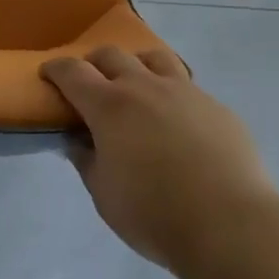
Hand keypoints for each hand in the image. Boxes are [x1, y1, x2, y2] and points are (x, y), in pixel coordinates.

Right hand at [41, 46, 276, 270]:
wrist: (229, 223)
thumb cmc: (154, 214)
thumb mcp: (104, 196)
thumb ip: (87, 161)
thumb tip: (78, 141)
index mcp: (110, 106)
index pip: (73, 72)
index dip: (57, 69)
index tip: (48, 73)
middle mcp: (144, 86)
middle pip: (112, 55)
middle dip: (94, 63)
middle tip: (90, 82)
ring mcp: (184, 91)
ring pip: (154, 58)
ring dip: (136, 65)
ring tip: (136, 85)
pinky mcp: (215, 105)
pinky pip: (187, 86)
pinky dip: (172, 93)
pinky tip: (177, 120)